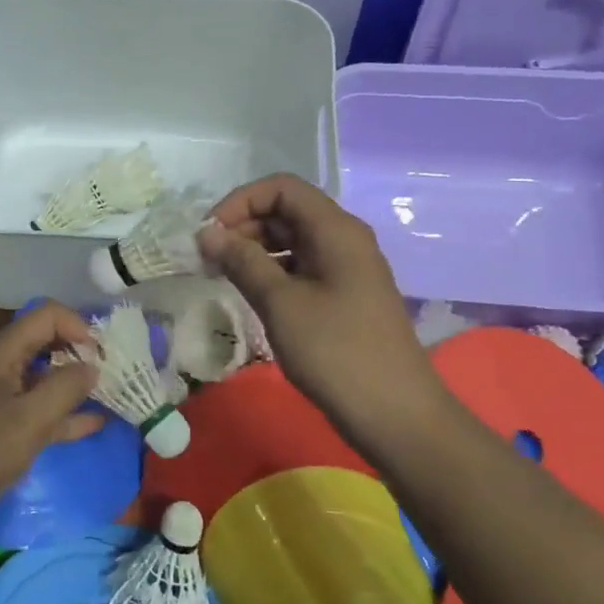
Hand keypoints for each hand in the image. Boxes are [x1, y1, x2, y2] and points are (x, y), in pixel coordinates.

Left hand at [0, 301, 102, 536]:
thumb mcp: (27, 421)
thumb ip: (64, 390)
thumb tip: (92, 367)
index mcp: (1, 354)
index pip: (45, 317)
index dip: (76, 325)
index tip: (101, 353)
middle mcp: (0, 368)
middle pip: (45, 344)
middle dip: (78, 352)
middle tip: (111, 372)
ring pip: (44, 380)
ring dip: (74, 385)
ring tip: (111, 394)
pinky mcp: (0, 428)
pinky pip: (38, 412)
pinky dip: (64, 415)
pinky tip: (95, 423)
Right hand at [198, 174, 435, 438]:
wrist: (396, 416)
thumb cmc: (336, 352)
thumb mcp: (281, 303)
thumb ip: (242, 261)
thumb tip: (207, 234)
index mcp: (335, 229)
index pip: (281, 188)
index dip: (240, 202)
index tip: (209, 234)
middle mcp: (343, 239)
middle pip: (286, 211)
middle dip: (243, 226)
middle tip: (208, 259)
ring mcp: (346, 268)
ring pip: (292, 240)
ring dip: (254, 250)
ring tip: (222, 276)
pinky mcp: (344, 295)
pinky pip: (302, 267)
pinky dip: (272, 272)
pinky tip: (251, 294)